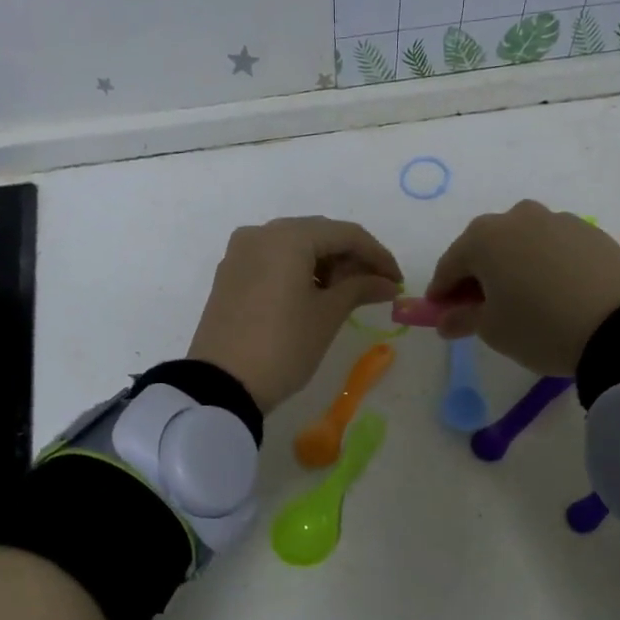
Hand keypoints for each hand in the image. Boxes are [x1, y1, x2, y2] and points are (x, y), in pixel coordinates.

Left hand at [188, 217, 401, 412]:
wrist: (222, 385)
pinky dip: (299, 271)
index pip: (346, 234)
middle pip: (319, 235)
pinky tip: (316, 295)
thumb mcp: (327, 316)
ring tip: (347, 295)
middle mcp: (261, 233)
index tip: (397, 281)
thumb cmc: (283, 346)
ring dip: (326, 264)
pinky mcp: (230, 274)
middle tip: (376, 288)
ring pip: (295, 246)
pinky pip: (274, 260)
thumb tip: (387, 283)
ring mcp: (240, 253)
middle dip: (351, 258)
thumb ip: (360, 288)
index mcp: (288, 237)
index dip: (377, 255)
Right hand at [425, 200, 619, 375]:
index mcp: (484, 238)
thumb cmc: (539, 327)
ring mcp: (558, 220)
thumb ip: (462, 319)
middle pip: (485, 247)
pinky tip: (553, 292)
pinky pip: (553, 247)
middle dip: (476, 275)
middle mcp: (518, 217)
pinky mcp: (591, 232)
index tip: (440, 315)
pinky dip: (544, 264)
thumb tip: (445, 319)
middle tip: (479, 308)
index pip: (450, 265)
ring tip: (522, 299)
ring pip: (521, 243)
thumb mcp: (493, 330)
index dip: (441, 292)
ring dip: (512, 266)